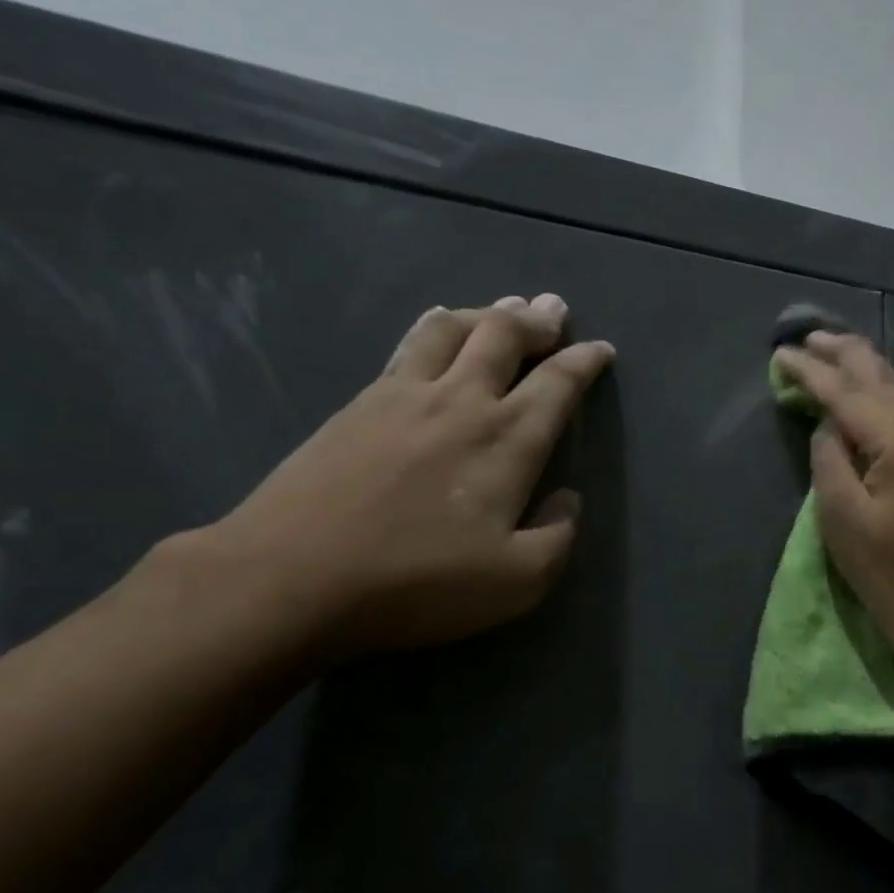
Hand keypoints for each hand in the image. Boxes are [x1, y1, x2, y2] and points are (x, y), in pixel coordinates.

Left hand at [204, 293, 614, 661]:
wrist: (292, 577)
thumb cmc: (416, 583)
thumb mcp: (517, 583)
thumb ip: (558, 537)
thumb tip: (566, 498)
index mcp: (508, 440)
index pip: (558, 383)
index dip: (585, 361)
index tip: (600, 349)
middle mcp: (461, 401)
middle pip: (505, 336)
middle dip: (538, 320)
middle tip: (554, 310)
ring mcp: (405, 395)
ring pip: (453, 328)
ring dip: (487, 313)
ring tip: (503, 309)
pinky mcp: (360, 402)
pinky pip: (408, 345)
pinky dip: (435, 326)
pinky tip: (435, 326)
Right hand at [772, 331, 893, 660]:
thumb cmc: (888, 573)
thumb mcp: (840, 515)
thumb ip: (830, 456)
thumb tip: (831, 423)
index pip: (851, 394)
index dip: (813, 372)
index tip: (783, 353)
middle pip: (885, 379)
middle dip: (844, 355)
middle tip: (808, 336)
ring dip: (867, 375)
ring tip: (832, 352)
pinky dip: (887, 402)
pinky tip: (867, 394)